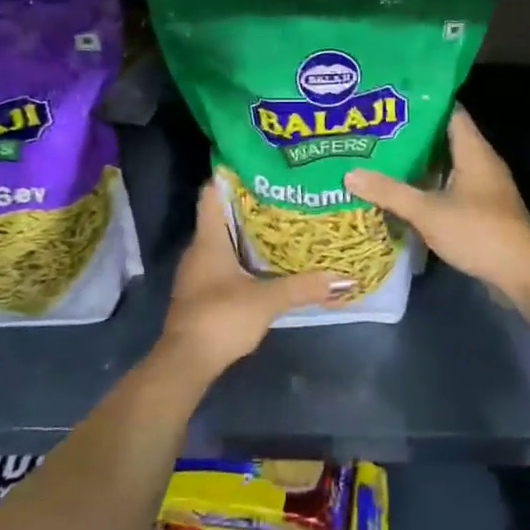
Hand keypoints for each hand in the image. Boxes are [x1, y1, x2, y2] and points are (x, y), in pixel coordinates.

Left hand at [160, 181, 352, 376]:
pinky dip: (242, 256)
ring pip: (222, 240)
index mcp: (208, 240)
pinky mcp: (201, 293)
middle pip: (221, 216)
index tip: (257, 166)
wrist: (185, 363)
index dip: (229, 176)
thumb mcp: (267, 300)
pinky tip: (266, 262)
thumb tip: (344, 277)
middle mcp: (198, 250)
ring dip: (246, 232)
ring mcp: (197, 273)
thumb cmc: (221, 318)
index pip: (211, 194)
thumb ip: (303, 287)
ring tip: (281, 223)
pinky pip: (222, 262)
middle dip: (248, 204)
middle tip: (283, 194)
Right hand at [344, 107, 529, 305]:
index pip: (449, 111)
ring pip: (447, 165)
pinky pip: (451, 187)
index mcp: (473, 150)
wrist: (522, 273)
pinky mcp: (482, 209)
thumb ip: (390, 192)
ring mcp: (483, 186)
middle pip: (444, 137)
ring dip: (420, 163)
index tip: (391, 100)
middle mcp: (481, 161)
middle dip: (413, 134)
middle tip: (377, 131)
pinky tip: (404, 192)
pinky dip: (429, 186)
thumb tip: (351, 174)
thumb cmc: (478, 231)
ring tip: (382, 158)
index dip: (422, 103)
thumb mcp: (428, 211)